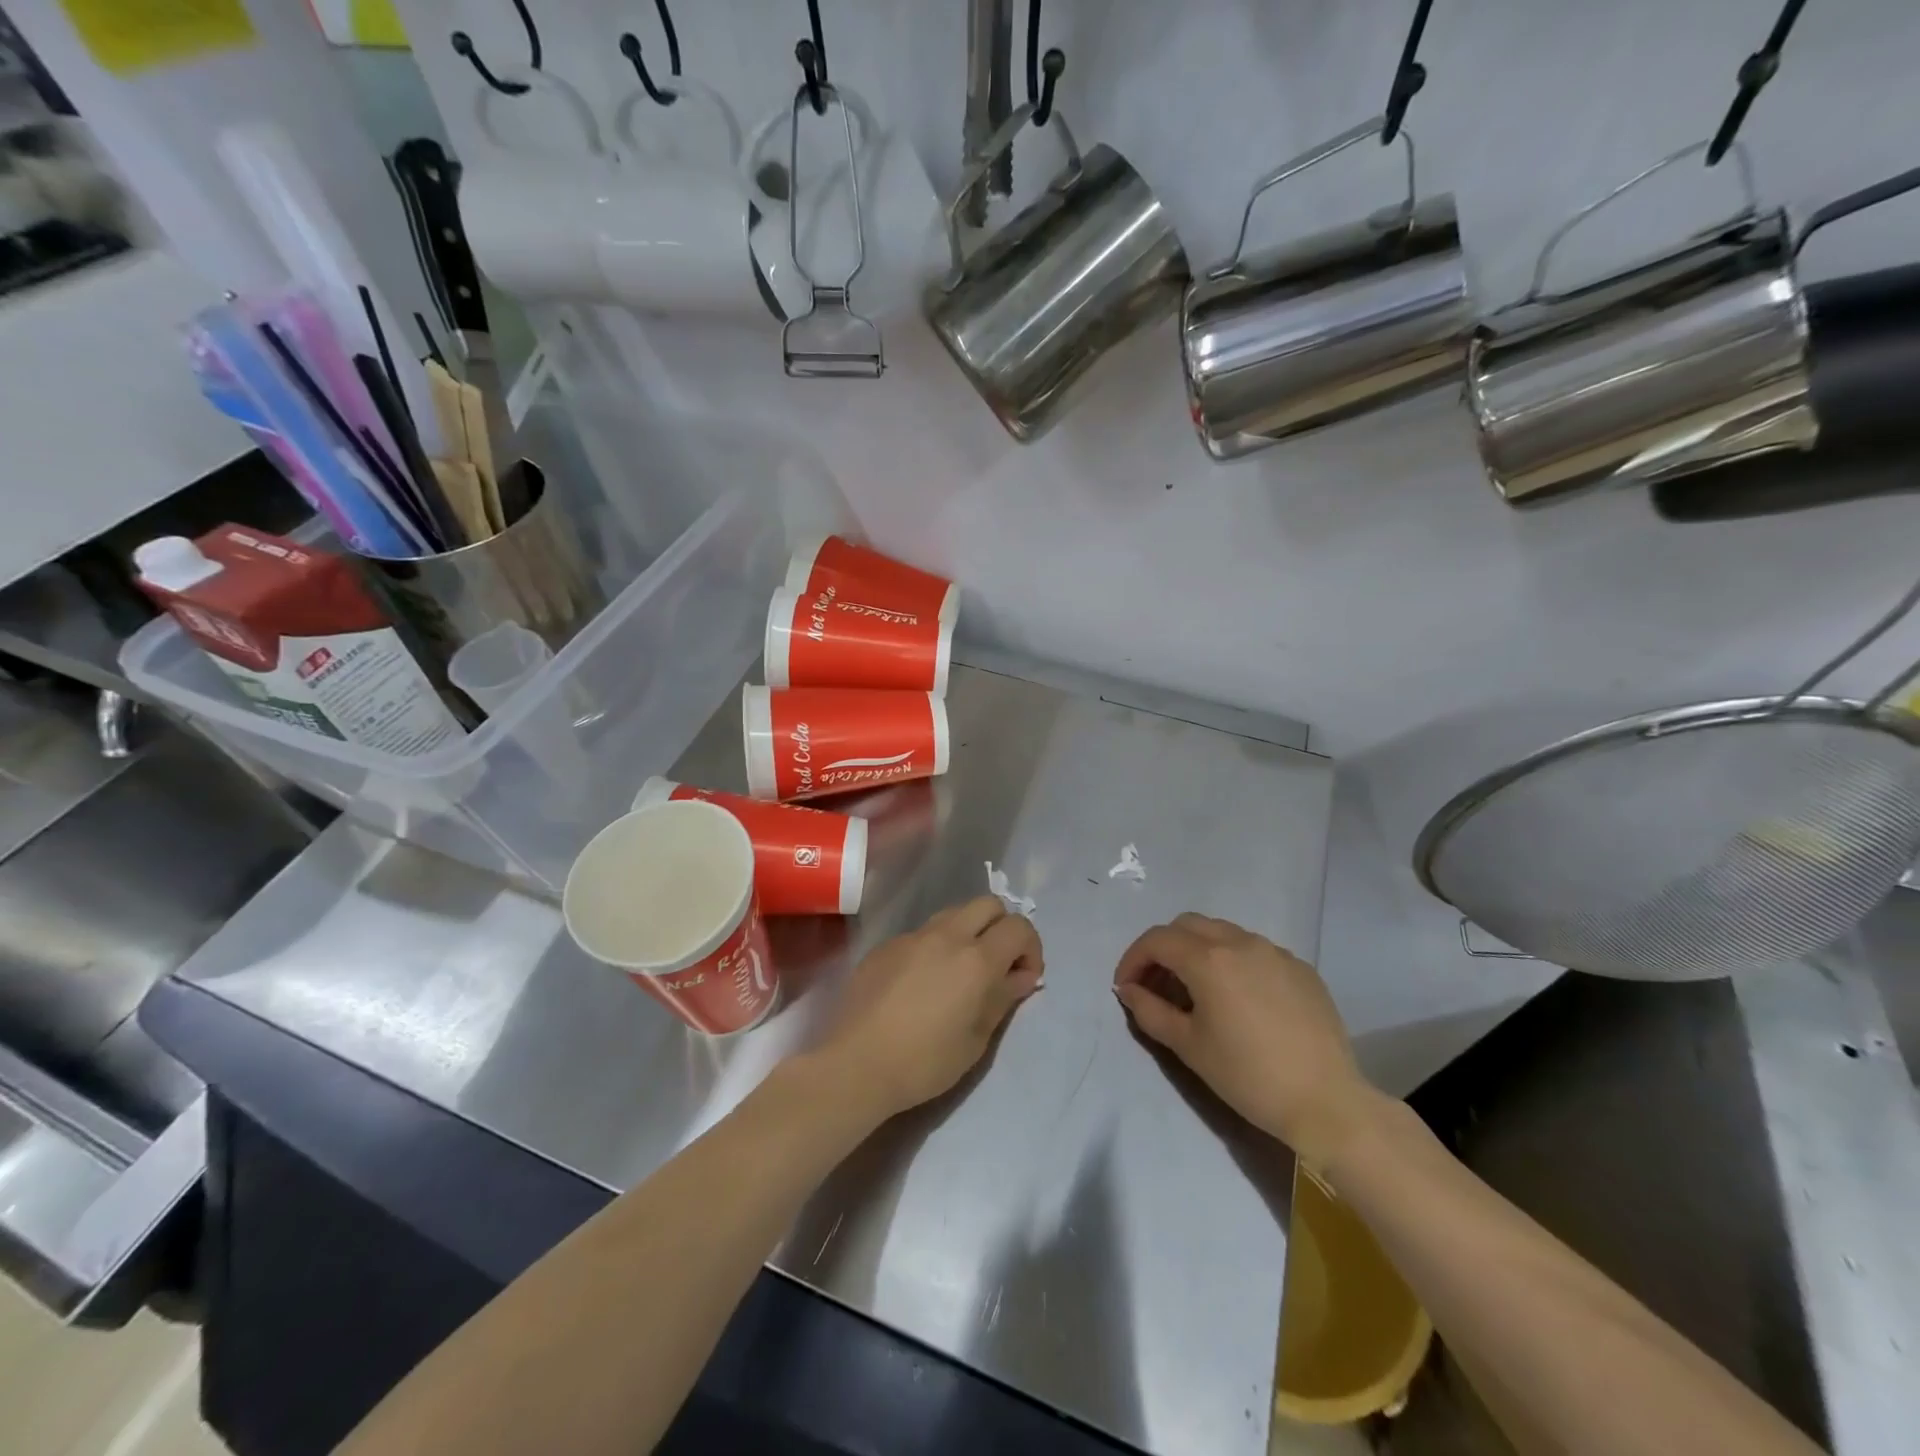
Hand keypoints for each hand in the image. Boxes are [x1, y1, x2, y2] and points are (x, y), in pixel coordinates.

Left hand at [819, 896, 1043, 1121]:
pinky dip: (935, 947)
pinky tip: (923, 982)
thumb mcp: (976, 1039)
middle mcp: (946, 935)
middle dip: (1002, 927)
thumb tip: (1021, 976)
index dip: (1031, 948)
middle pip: (988, 904)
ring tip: (961, 971)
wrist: (856, 1064)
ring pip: (953, 912)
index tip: (1024, 977)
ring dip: (968, 931)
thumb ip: (1003, 998)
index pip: (1018, 927)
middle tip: (997, 965)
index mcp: (976, 959)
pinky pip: (922, 933)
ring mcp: (912, 936)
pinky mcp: (886, 945)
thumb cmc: (925, 1062)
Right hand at [1113, 913, 1376, 1165]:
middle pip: (1188, 925)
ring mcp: (1275, 952)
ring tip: (1196, 990)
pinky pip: (1255, 951)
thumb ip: (1150, 1011)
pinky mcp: (1301, 968)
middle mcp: (1240, 942)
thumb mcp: (1189, 1047)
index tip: (1126, 987)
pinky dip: (1233, 961)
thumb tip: (1130, 990)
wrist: (1327, 1103)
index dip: (1133, 959)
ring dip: (1198, 951)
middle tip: (1156, 984)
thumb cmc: (1248, 1076)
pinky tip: (1238, 998)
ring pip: (1223, 933)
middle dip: (1164, 948)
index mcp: (1208, 959)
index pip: (1157, 940)